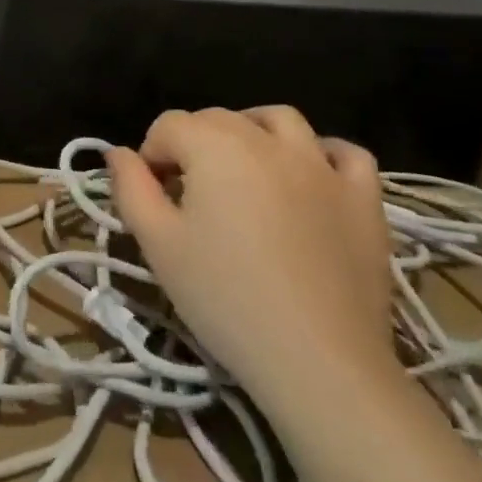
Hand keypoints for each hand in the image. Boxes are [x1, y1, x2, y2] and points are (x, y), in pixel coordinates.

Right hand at [106, 106, 396, 429]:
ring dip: (254, 131)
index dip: (152, 155)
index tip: (153, 197)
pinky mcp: (363, 198)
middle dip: (194, 143)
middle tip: (190, 195)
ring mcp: (322, 165)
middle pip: (219, 119)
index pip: (169, 125)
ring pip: (281, 121)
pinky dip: (324, 154)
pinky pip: (345, 154)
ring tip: (244, 168)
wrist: (319, 362)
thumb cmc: (226, 299)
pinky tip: (311, 175)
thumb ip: (131, 189)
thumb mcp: (158, 245)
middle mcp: (268, 140)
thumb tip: (117, 153)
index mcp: (216, 146)